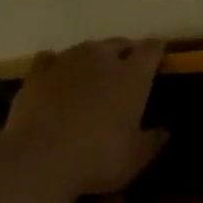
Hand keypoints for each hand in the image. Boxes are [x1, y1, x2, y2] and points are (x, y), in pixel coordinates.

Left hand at [4, 39, 169, 194]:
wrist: (40, 159)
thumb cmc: (99, 158)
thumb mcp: (136, 158)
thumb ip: (153, 141)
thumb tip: (165, 131)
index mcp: (133, 76)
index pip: (151, 50)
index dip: (157, 51)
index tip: (160, 56)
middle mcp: (101, 59)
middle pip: (119, 43)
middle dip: (126, 52)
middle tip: (128, 69)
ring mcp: (66, 62)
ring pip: (86, 48)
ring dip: (94, 57)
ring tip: (94, 73)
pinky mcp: (36, 74)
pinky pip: (50, 59)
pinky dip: (57, 64)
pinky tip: (57, 75)